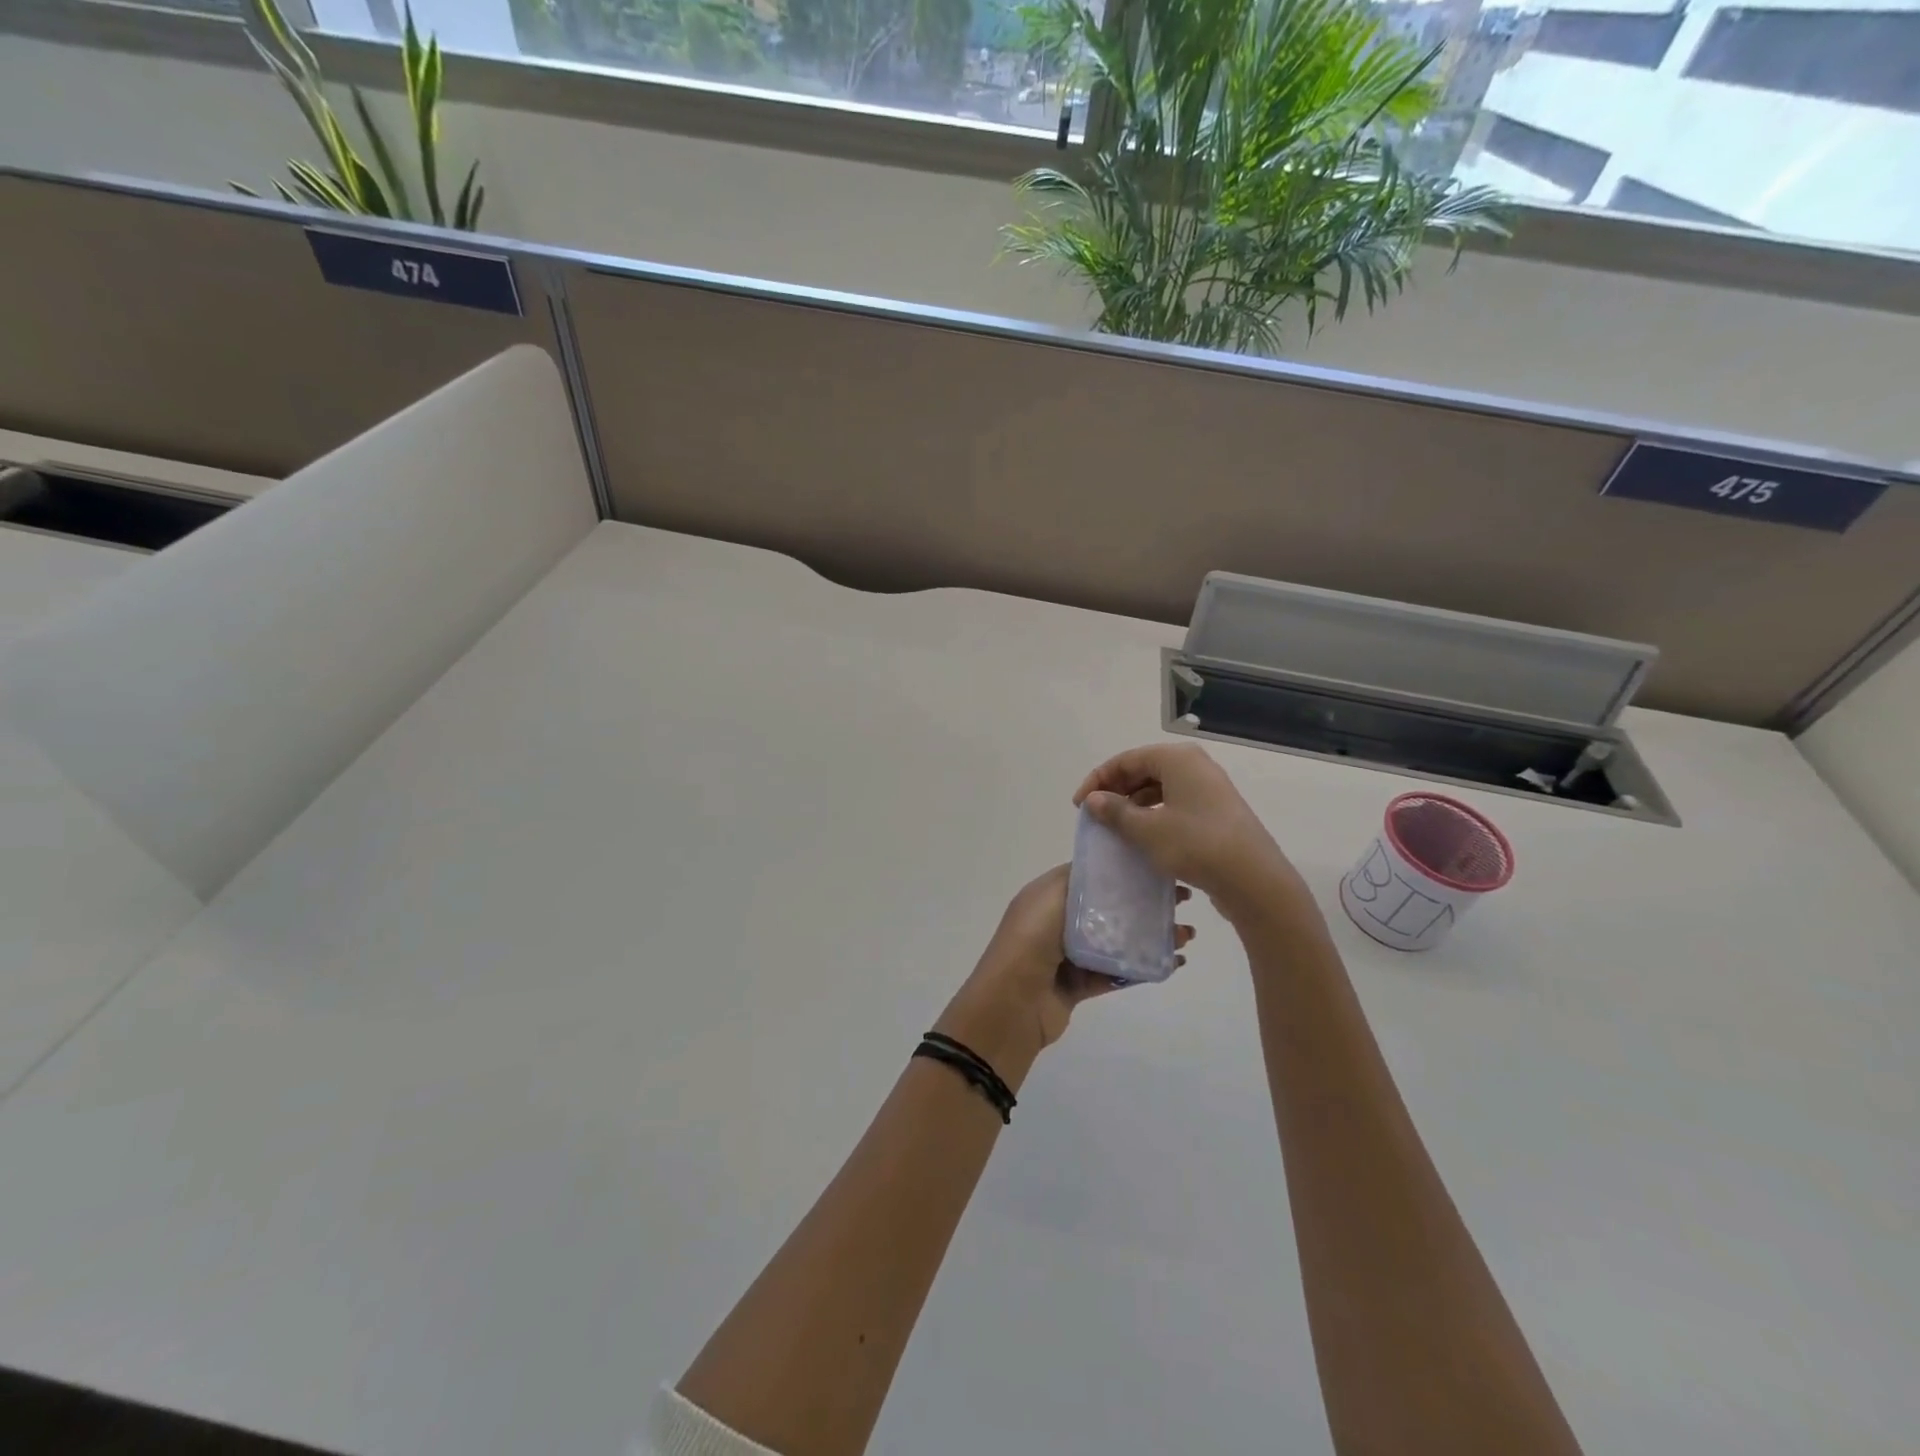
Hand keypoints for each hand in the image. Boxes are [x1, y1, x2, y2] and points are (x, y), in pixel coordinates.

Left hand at [933, 865, 1193, 1080]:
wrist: (1011, 1006)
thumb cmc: (1030, 942)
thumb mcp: (1051, 898)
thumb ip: (1081, 882)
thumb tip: (1110, 869)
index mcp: (1047, 895)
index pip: (1090, 876)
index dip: (1123, 870)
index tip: (1159, 866)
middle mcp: (1057, 921)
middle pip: (1108, 907)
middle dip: (1143, 902)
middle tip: (1182, 900)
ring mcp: (1069, 954)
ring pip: (1116, 940)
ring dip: (1150, 936)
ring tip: (1186, 935)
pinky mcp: (1079, 985)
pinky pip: (1116, 972)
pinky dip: (1142, 967)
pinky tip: (1173, 962)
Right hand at [1073, 743, 1300, 918]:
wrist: (1253, 879)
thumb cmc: (1196, 845)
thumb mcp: (1147, 830)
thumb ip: (1115, 811)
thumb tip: (1093, 800)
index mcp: (1177, 759)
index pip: (1126, 759)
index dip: (1098, 780)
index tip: (1080, 805)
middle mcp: (1194, 765)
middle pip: (1143, 769)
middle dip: (1116, 790)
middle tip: (1095, 816)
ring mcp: (1208, 788)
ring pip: (1160, 787)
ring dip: (1134, 804)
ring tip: (1116, 827)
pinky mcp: (1216, 810)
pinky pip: (1175, 803)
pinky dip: (1154, 814)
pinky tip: (1143, 836)